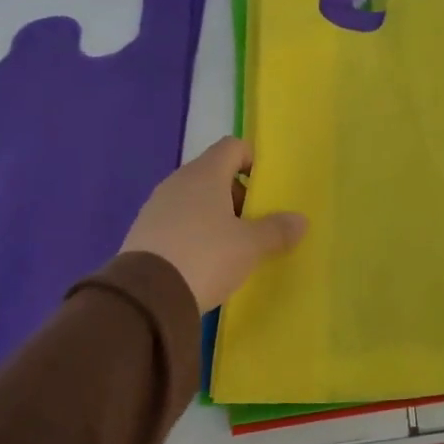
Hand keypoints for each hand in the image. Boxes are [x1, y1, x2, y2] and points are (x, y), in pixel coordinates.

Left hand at [121, 138, 306, 311]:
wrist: (146, 297)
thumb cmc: (206, 256)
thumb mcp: (250, 246)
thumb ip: (277, 230)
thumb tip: (300, 220)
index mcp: (205, 175)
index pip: (232, 147)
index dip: (253, 161)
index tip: (266, 189)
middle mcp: (178, 182)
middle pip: (215, 174)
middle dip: (238, 196)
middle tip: (254, 225)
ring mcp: (156, 207)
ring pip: (195, 200)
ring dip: (216, 216)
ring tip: (231, 248)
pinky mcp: (143, 232)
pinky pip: (178, 222)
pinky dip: (195, 233)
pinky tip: (204, 262)